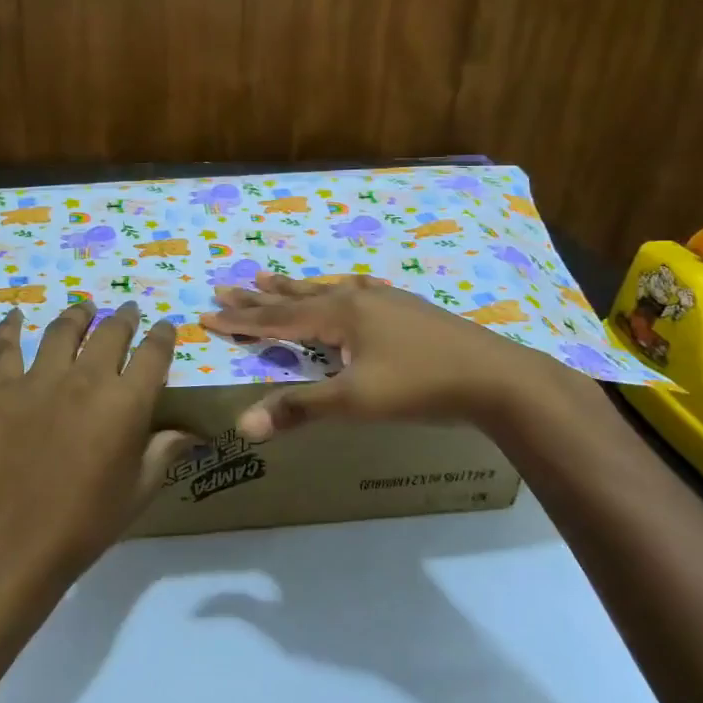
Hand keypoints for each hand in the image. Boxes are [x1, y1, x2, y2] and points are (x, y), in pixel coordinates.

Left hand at [0, 301, 194, 589]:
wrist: (13, 542)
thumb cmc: (86, 523)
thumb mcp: (138, 490)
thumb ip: (164, 451)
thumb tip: (192, 431)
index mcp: (127, 402)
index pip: (154, 354)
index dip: (163, 336)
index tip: (165, 327)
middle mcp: (87, 379)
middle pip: (111, 333)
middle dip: (125, 318)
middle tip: (128, 311)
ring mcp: (41, 380)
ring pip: (64, 330)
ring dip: (78, 314)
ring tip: (84, 308)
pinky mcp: (2, 389)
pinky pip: (7, 348)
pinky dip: (11, 328)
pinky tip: (16, 317)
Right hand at [201, 272, 598, 438]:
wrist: (496, 377)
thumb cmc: (420, 387)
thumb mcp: (355, 402)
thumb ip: (299, 409)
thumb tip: (242, 425)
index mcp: (339, 315)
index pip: (277, 318)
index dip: (241, 320)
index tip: (207, 313)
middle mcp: (356, 299)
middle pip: (296, 297)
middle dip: (259, 297)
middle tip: (225, 286)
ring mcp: (384, 300)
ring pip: (326, 290)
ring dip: (294, 287)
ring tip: (268, 277)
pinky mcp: (406, 308)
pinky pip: (356, 292)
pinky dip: (336, 290)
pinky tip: (348, 287)